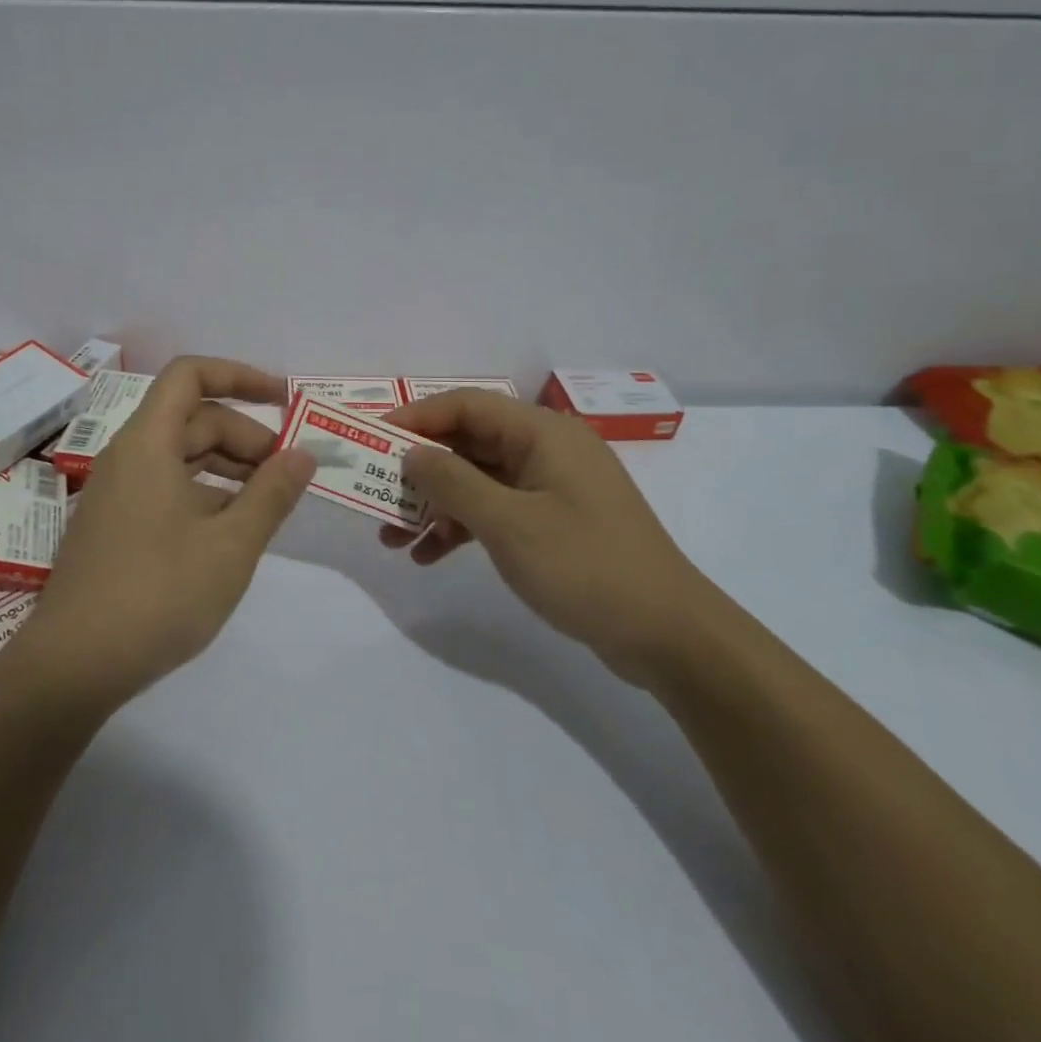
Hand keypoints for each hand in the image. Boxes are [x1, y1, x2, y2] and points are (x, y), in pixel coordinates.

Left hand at [14, 356, 315, 707]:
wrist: (73, 665)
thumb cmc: (158, 595)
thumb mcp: (231, 545)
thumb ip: (272, 494)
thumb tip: (302, 455)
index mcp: (148, 443)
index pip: (191, 375)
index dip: (240, 376)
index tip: (284, 401)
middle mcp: (128, 456)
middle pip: (193, 419)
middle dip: (245, 436)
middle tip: (288, 474)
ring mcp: (117, 492)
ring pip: (181, 456)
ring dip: (228, 467)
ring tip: (269, 502)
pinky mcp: (115, 525)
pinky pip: (167, 487)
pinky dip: (205, 494)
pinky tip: (231, 531)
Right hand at [380, 390, 730, 686]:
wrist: (668, 636)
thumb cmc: (586, 566)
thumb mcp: (508, 524)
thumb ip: (452, 482)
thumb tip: (411, 454)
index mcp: (542, 433)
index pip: (466, 405)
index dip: (416, 418)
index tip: (372, 441)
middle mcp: (546, 450)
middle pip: (468, 443)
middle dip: (419, 470)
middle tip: (375, 494)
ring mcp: (551, 488)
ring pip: (477, 480)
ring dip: (435, 505)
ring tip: (391, 537)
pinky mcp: (553, 522)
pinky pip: (495, 511)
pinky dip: (461, 528)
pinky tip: (428, 556)